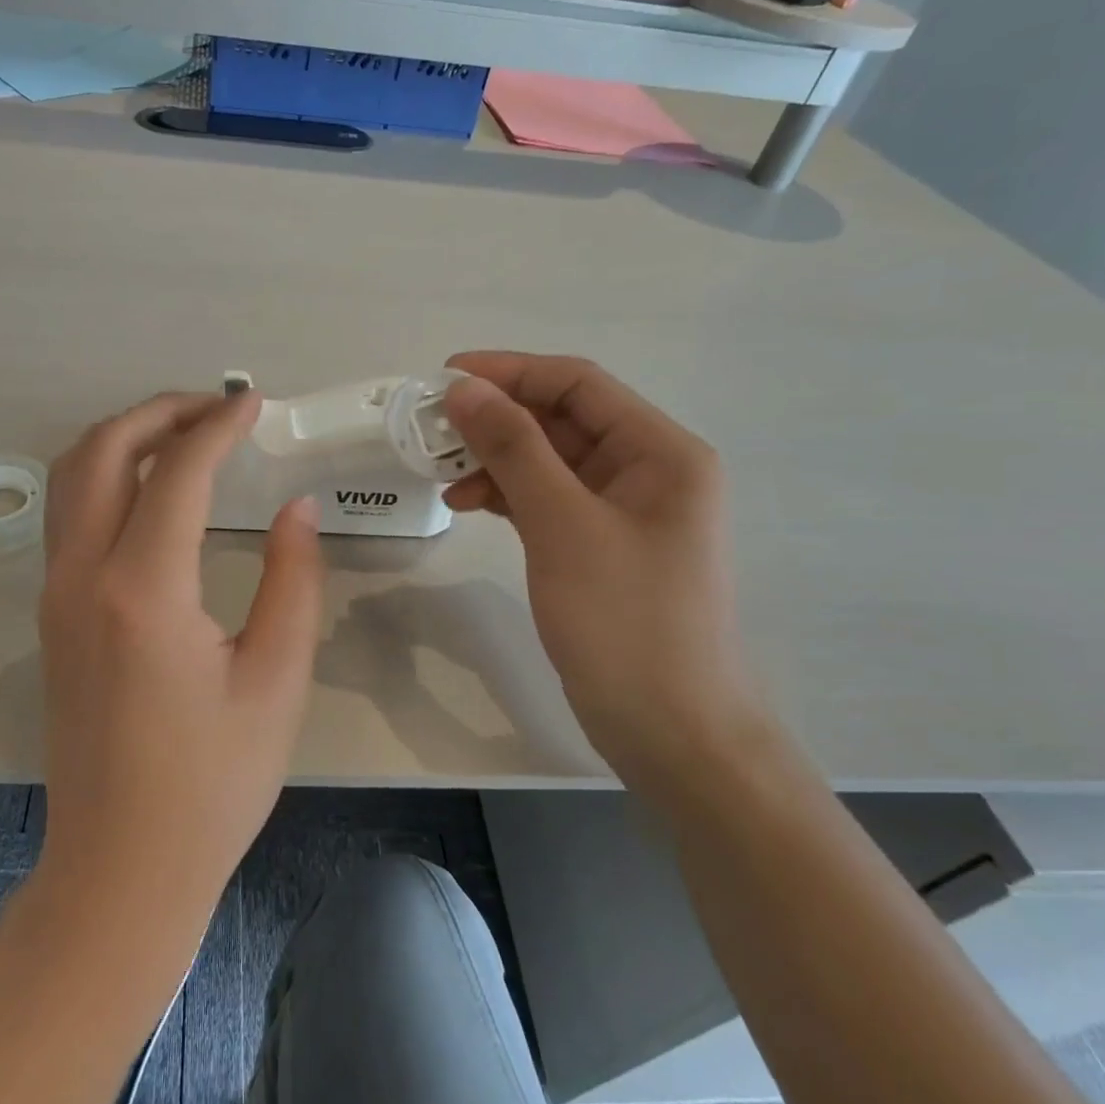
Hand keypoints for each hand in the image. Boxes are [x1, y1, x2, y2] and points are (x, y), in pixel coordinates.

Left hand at [35, 389, 323, 937]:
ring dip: (124, 439)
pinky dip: (105, 477)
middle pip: (101, 452)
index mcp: (143, 591)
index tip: (255, 404)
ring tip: (184, 438)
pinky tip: (152, 493)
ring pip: (71, 477)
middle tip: (216, 410)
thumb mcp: (276, 680)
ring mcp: (54, 595)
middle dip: (159, 413)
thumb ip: (293, 580)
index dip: (218, 427)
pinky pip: (68, 516)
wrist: (121, 869)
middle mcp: (81, 577)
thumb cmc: (211, 784)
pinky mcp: (50, 617)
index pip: (177, 472)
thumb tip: (299, 508)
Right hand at [441, 352, 757, 777]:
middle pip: (563, 420)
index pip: (578, 384)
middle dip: (497, 419)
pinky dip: (508, 495)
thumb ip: (514, 449)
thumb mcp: (563, 525)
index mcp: (661, 452)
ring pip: (549, 461)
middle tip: (432, 428)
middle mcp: (648, 470)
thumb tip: (466, 389)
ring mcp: (624, 511)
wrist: (672, 732)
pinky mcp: (600, 546)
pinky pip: (548, 499)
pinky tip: (468, 503)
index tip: (445, 377)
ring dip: (496, 459)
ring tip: (441, 473)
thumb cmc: (626, 622)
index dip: (510, 371)